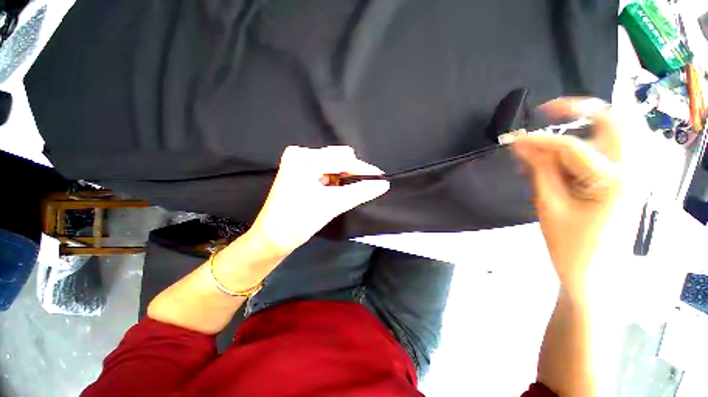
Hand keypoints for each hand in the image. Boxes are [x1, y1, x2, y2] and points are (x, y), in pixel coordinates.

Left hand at [246, 146, 389, 254]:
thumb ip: (359, 192)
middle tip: (368, 186)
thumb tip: (383, 184)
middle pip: (337, 159)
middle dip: (354, 173)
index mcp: (304, 158)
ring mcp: (299, 164)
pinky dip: (337, 180)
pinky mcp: (301, 173)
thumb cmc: (299, 220)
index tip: (379, 178)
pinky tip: (341, 190)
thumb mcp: (332, 204)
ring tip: (354, 190)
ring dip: (345, 177)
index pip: (342, 158)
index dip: (362, 169)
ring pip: (333, 166)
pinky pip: (326, 172)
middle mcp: (300, 155)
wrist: (273, 237)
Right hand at [513, 98, 621, 294]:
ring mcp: (636, 173)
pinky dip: (588, 144)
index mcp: (614, 181)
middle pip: (615, 120)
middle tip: (549, 112)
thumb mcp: (550, 207)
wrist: (598, 275)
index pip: (571, 147)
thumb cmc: (571, 246)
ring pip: (617, 130)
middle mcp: (633, 169)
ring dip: (586, 125)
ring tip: (556, 136)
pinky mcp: (629, 179)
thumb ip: (539, 171)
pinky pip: (612, 148)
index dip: (538, 140)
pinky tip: (568, 155)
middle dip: (580, 108)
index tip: (514, 139)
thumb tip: (522, 145)